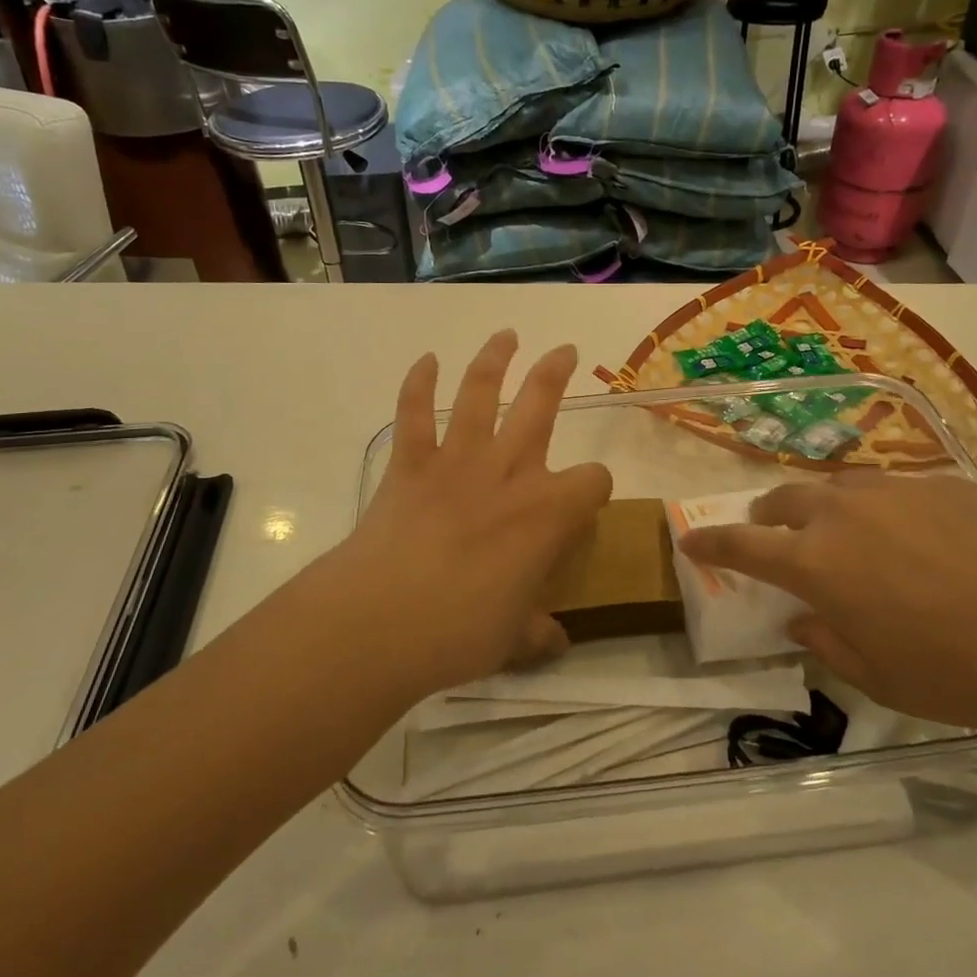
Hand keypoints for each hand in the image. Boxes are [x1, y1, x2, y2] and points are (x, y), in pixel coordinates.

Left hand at [326, 331, 612, 701]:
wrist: (380, 621)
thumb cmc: (459, 631)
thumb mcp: (513, 640)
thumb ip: (538, 634)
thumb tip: (556, 641)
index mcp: (547, 513)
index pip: (593, 481)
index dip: (596, 489)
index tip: (588, 503)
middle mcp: (508, 473)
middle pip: (541, 407)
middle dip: (556, 374)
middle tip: (566, 350)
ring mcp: (456, 462)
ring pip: (480, 394)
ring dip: (494, 359)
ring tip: (506, 335)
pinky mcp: (410, 465)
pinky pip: (413, 413)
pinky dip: (418, 383)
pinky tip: (425, 360)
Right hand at [679, 474, 976, 731]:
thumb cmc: (959, 671)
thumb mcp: (879, 678)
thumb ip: (827, 643)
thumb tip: (804, 619)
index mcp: (815, 563)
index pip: (741, 543)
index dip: (710, 541)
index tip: (690, 538)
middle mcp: (842, 513)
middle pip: (783, 500)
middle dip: (767, 517)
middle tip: (773, 536)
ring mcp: (893, 491)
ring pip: (836, 487)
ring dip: (822, 508)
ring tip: (842, 533)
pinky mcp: (941, 484)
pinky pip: (892, 490)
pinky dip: (881, 510)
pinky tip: (916, 538)